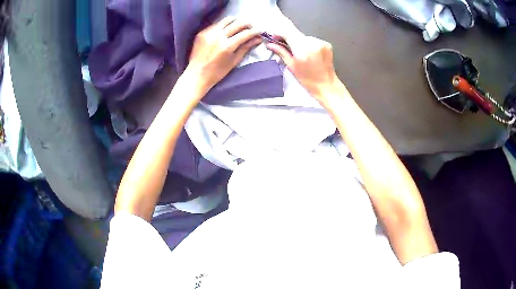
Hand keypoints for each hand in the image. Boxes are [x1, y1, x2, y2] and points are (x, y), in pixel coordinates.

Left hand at [187, 17, 261, 90]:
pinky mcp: (202, 32)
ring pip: (227, 20)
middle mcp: (218, 36)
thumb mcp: (234, 61)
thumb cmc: (217, 72)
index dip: (255, 31)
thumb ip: (246, 47)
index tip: (260, 31)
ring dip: (236, 21)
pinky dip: (224, 25)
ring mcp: (209, 33)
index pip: (246, 33)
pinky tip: (226, 31)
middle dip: (247, 24)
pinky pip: (217, 24)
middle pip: (238, 23)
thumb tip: (258, 39)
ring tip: (239, 27)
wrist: (196, 75)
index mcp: (227, 46)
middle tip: (251, 28)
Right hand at [266, 24, 342, 103]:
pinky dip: (308, 45)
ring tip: (299, 53)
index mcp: (303, 48)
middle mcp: (313, 42)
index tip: (273, 37)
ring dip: (299, 42)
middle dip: (289, 39)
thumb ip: (281, 52)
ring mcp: (321, 42)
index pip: (287, 33)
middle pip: (296, 34)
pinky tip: (309, 54)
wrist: (327, 85)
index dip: (279, 33)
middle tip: (284, 47)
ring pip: (304, 37)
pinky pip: (313, 40)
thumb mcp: (292, 66)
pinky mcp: (327, 44)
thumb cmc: (308, 79)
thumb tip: (270, 44)